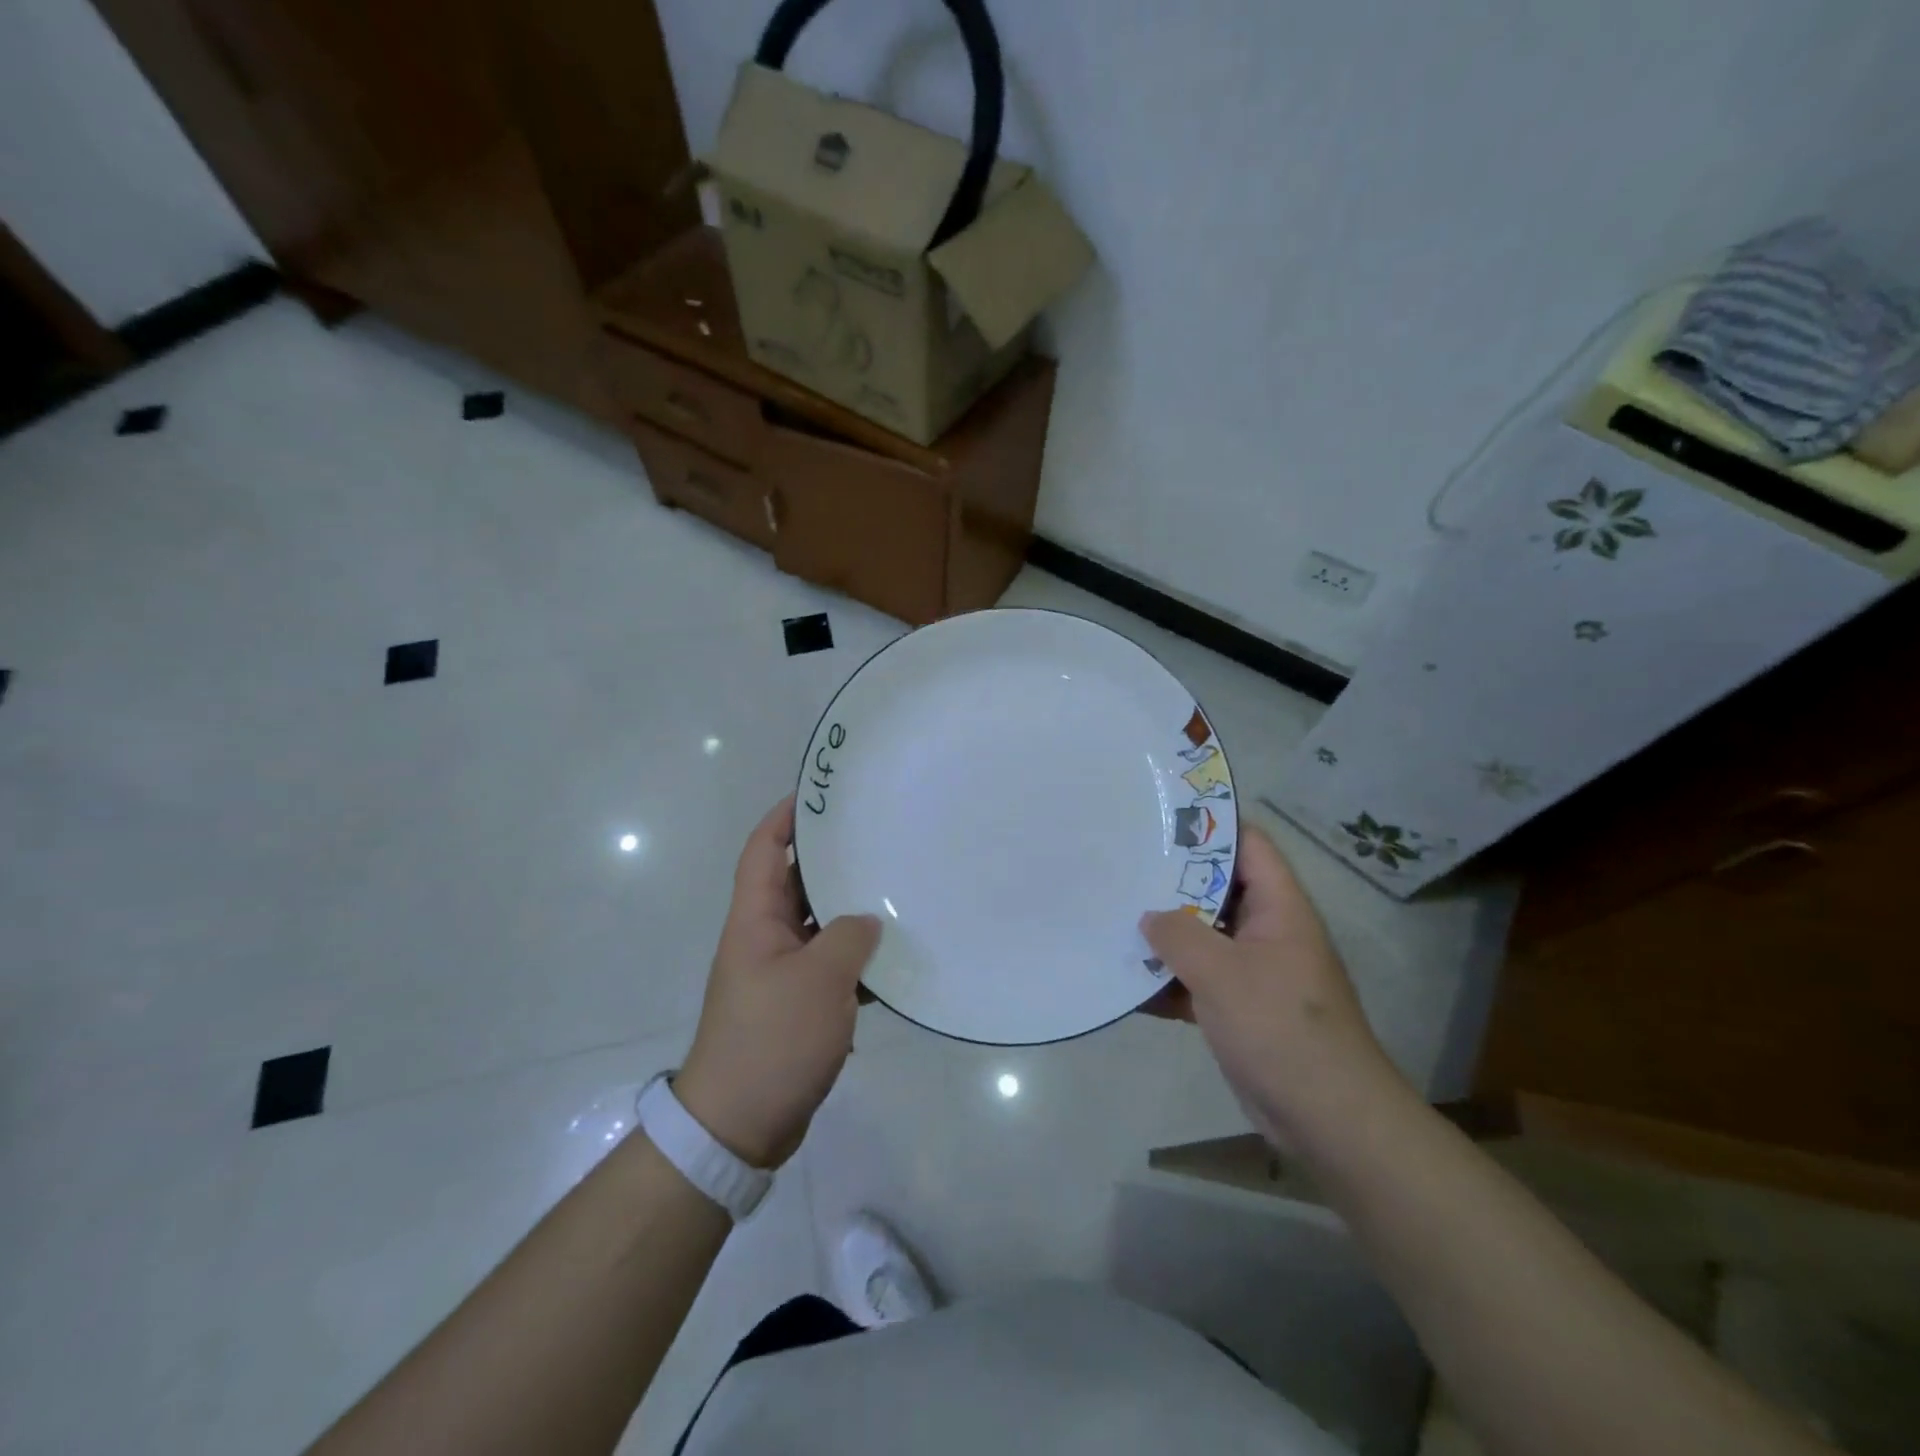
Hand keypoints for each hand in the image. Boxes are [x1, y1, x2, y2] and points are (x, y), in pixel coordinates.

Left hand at [674, 797, 880, 1168]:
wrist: (738, 1125)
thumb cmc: (772, 1040)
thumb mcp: (818, 981)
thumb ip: (848, 938)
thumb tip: (867, 921)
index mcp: (754, 922)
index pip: (763, 852)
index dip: (784, 819)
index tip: (817, 795)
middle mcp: (764, 940)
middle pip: (795, 886)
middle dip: (829, 862)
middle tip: (875, 840)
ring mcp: (780, 975)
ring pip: (818, 927)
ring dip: (849, 913)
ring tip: (894, 892)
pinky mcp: (797, 1007)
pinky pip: (829, 967)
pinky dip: (856, 960)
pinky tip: (892, 960)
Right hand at [1141, 824, 1408, 1148]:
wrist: (1327, 1119)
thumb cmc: (1281, 1029)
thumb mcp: (1223, 974)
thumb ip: (1179, 936)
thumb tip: (1148, 917)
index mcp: (1279, 909)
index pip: (1249, 846)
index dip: (1211, 825)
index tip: (1162, 816)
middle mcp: (1268, 932)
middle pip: (1217, 889)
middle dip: (1171, 881)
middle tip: (1123, 865)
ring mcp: (1253, 971)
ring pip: (1203, 937)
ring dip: (1164, 935)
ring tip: (1113, 916)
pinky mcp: (1240, 1008)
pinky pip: (1197, 980)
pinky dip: (1168, 980)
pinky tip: (1125, 981)